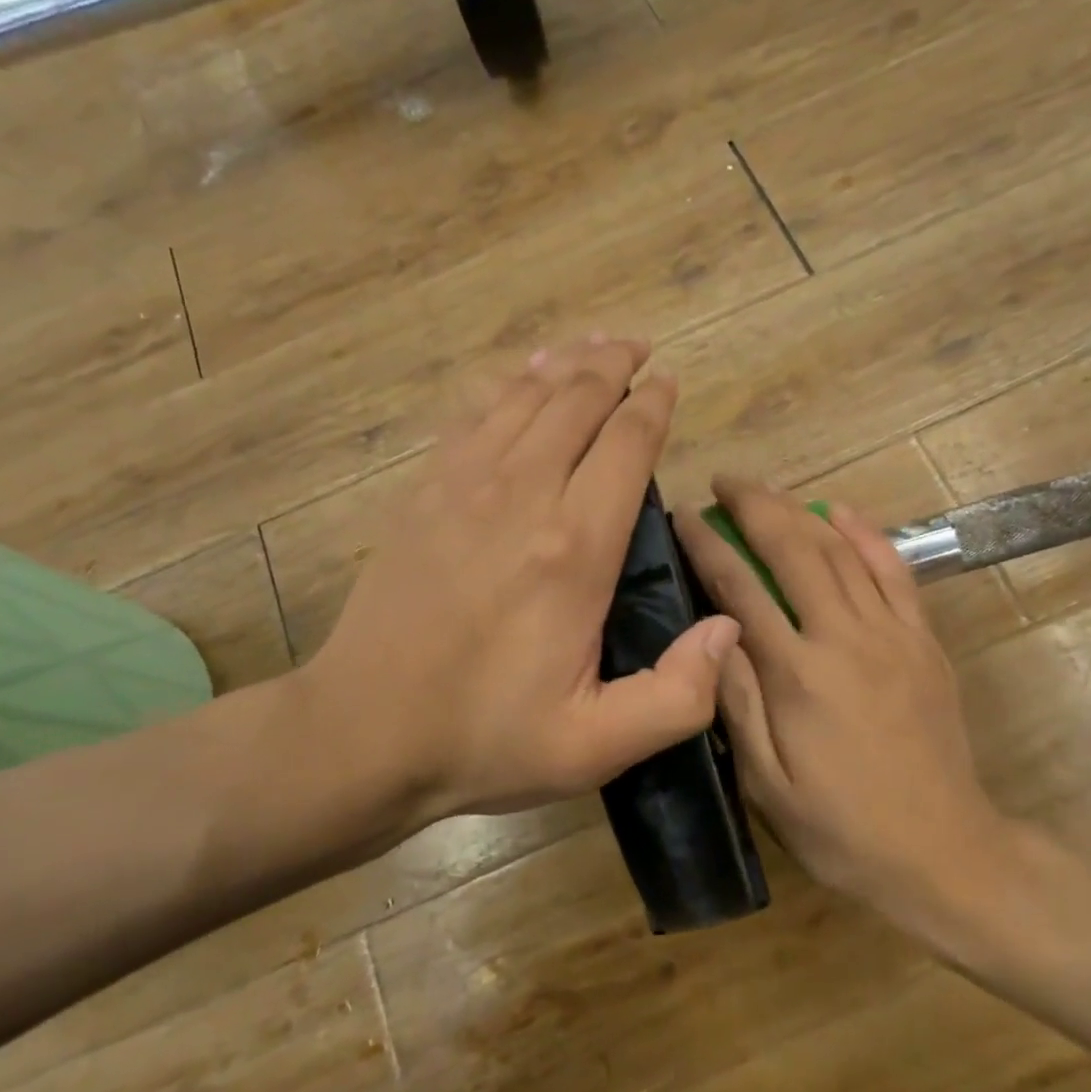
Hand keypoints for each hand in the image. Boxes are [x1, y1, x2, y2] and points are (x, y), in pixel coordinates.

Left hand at [307, 337, 739, 824]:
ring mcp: (463, 486)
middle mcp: (523, 497)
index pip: (626, 446)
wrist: (363, 733)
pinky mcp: (423, 493)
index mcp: (574, 550)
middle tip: (638, 348)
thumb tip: (728, 626)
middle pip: (576, 403)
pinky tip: (519, 379)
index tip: (668, 381)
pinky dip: (505, 387)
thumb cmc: (485, 738)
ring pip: (524, 398)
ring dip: (564, 365)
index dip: (652, 405)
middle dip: (613, 366)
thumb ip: (678, 694)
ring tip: (591, 346)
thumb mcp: (596, 745)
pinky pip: (472, 416)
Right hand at [673, 480, 1007, 934]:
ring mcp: (892, 634)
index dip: (708, 544)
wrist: (943, 851)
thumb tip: (711, 634)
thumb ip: (736, 703)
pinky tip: (841, 512)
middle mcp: (845, 638)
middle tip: (723, 482)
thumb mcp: (766, 783)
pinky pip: (896, 571)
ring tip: (767, 489)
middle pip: (794, 550)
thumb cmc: (841, 827)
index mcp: (798, 675)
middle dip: (755, 506)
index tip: (684, 514)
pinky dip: (867, 534)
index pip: (741, 588)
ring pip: (842, 550)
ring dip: (800, 510)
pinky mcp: (924, 641)